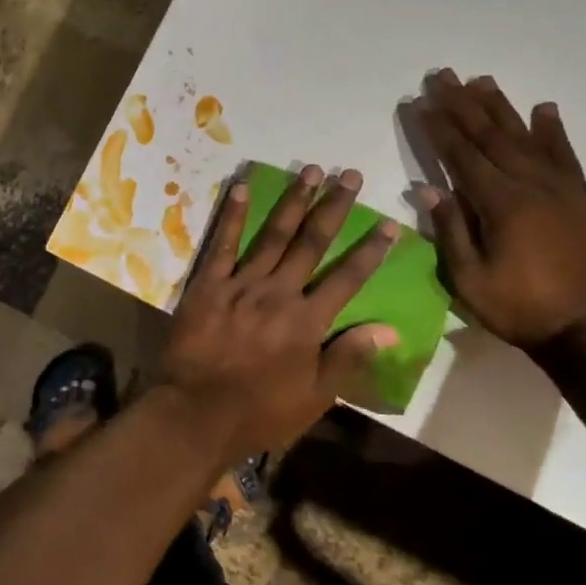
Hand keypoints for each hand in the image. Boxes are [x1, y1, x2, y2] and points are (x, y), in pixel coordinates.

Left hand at [161, 166, 398, 463]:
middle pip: (312, 242)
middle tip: (349, 174)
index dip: (370, 250)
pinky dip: (232, 215)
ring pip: (272, 234)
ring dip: (293, 200)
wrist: (195, 414)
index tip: (389, 223)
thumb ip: (348, 357)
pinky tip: (241, 187)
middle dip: (334, 207)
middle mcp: (278, 293)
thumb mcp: (314, 396)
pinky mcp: (207, 285)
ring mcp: (240, 285)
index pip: (347, 278)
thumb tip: (389, 329)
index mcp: (307, 321)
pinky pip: (222, 244)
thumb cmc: (259, 412)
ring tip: (310, 170)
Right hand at [413, 69, 585, 350]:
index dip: (438, 128)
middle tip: (442, 76)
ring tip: (481, 80)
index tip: (419, 102)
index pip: (461, 155)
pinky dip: (552, 129)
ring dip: (500, 107)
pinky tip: (544, 108)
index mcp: (500, 203)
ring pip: (524, 136)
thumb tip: (425, 188)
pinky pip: (564, 154)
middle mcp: (530, 184)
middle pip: (490, 135)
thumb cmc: (520, 308)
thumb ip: (449, 231)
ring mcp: (558, 188)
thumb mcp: (469, 280)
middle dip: (462, 104)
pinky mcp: (579, 198)